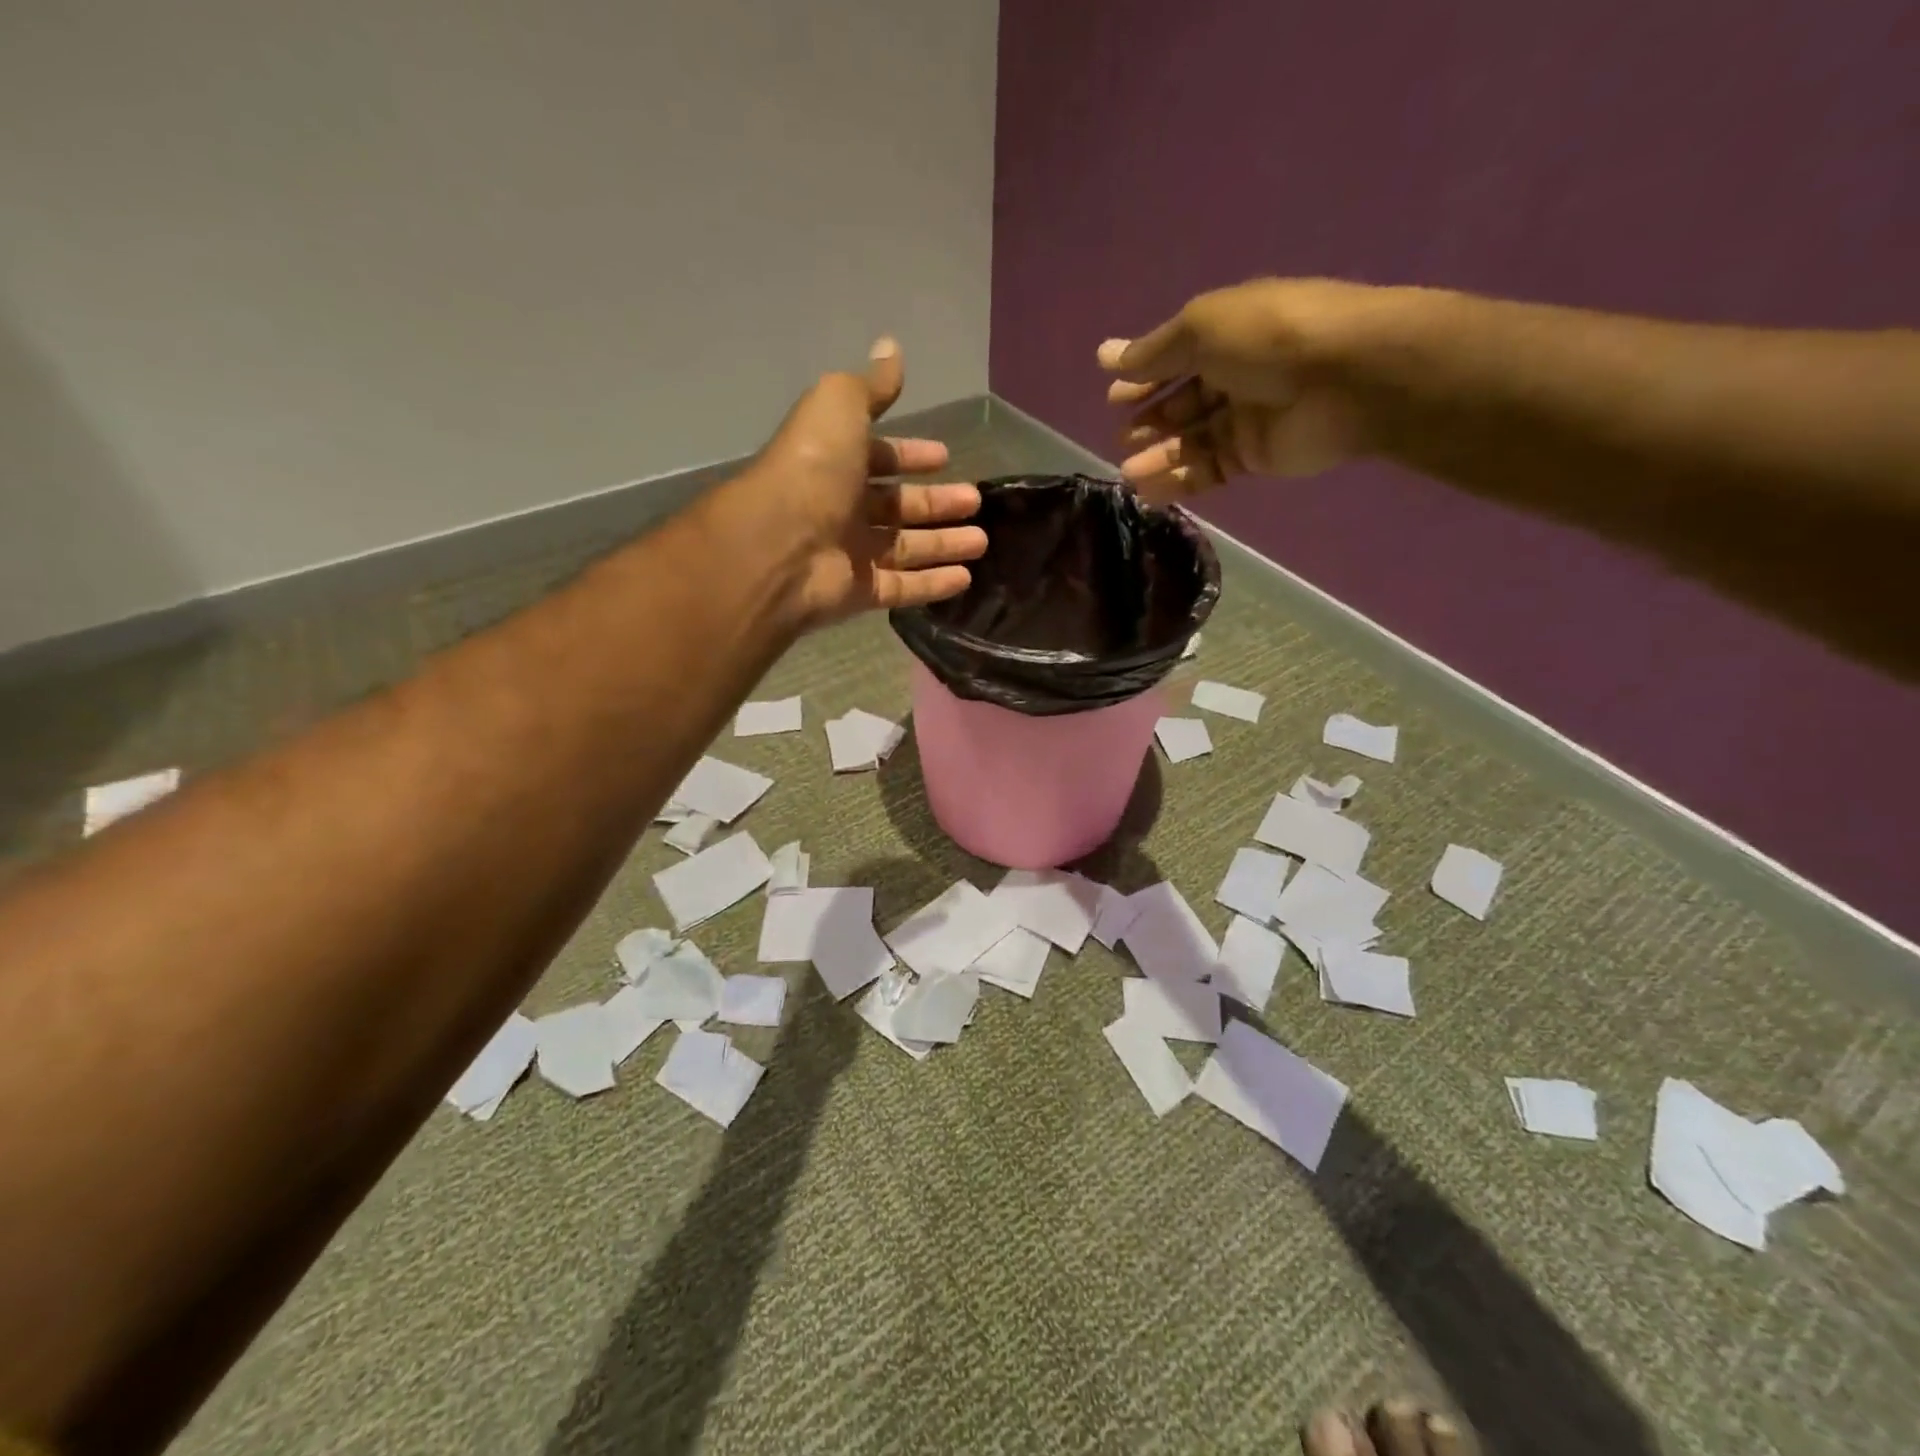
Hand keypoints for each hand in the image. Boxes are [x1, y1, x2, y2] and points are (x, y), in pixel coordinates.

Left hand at [748, 338, 986, 626]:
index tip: (944, 457)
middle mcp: (842, 507)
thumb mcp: (839, 406)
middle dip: (937, 502)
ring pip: (906, 548)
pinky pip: (903, 588)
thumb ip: (871, 386)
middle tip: (974, 501)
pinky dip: (934, 584)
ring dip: (944, 544)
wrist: (780, 545)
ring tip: (982, 542)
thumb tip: (891, 347)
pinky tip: (965, 578)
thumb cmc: (812, 469)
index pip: (879, 457)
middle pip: (898, 505)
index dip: (910, 454)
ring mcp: (850, 553)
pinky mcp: (860, 593)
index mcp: (836, 461)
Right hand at [1098, 278, 1379, 501]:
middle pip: (1181, 403)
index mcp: (1227, 334)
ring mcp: (1245, 419)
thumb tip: (1105, 357)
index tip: (1114, 399)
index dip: (1144, 379)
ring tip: (1128, 473)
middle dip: (1149, 422)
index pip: (1175, 359)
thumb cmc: (1268, 338)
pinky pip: (1208, 470)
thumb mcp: (1202, 328)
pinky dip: (1179, 480)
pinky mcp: (1254, 457)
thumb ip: (1153, 352)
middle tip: (1122, 439)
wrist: (1347, 378)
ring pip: (1191, 442)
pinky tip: (1150, 490)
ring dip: (1158, 456)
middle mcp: (1235, 375)